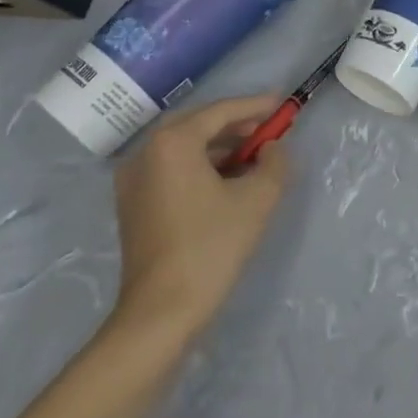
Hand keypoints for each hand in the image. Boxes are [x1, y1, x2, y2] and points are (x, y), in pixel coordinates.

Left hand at [104, 95, 290, 353]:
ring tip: (255, 155)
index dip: (256, 106)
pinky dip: (201, 165)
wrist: (161, 313)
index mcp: (173, 142)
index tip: (284, 104)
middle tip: (270, 129)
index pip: (221, 111)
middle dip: (237, 124)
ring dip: (221, 146)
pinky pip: (172, 168)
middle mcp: (146, 152)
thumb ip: (275, 161)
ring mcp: (133, 179)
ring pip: (185, 147)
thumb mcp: (258, 199)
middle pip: (199, 124)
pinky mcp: (133, 204)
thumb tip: (272, 147)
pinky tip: (228, 179)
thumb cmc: (211, 247)